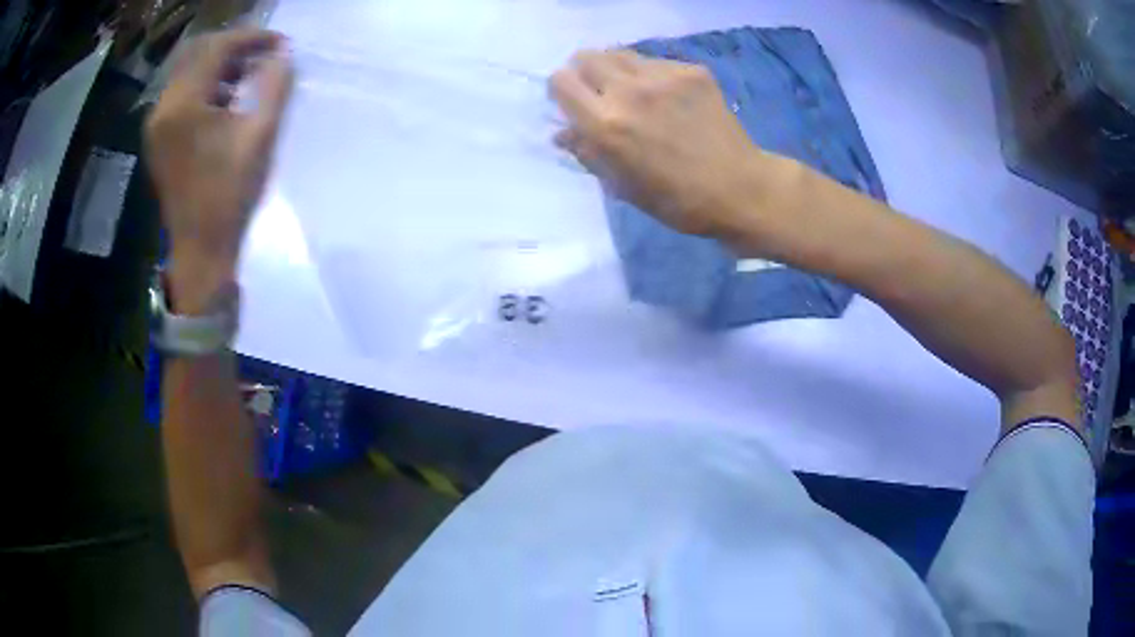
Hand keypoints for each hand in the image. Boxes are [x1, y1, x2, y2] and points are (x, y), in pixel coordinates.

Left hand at [145, 29, 293, 310]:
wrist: (200, 248)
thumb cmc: (229, 194)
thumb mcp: (259, 136)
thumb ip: (274, 86)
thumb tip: (283, 54)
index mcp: (183, 105)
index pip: (217, 48)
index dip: (251, 38)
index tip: (279, 42)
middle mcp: (163, 108)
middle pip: (199, 53)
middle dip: (235, 47)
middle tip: (265, 55)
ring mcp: (156, 123)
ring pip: (188, 72)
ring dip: (220, 65)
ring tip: (250, 75)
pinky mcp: (158, 137)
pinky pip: (181, 94)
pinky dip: (205, 85)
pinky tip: (226, 98)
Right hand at [550, 50, 787, 241]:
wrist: (740, 189)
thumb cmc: (677, 200)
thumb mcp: (623, 186)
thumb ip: (588, 153)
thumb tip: (562, 133)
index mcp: (607, 125)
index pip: (561, 82)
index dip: (562, 91)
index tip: (573, 103)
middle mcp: (629, 91)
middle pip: (586, 57)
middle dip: (585, 74)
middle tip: (601, 93)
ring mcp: (664, 76)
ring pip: (620, 54)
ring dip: (617, 70)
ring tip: (635, 93)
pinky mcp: (692, 71)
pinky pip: (655, 62)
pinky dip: (651, 76)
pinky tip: (670, 99)